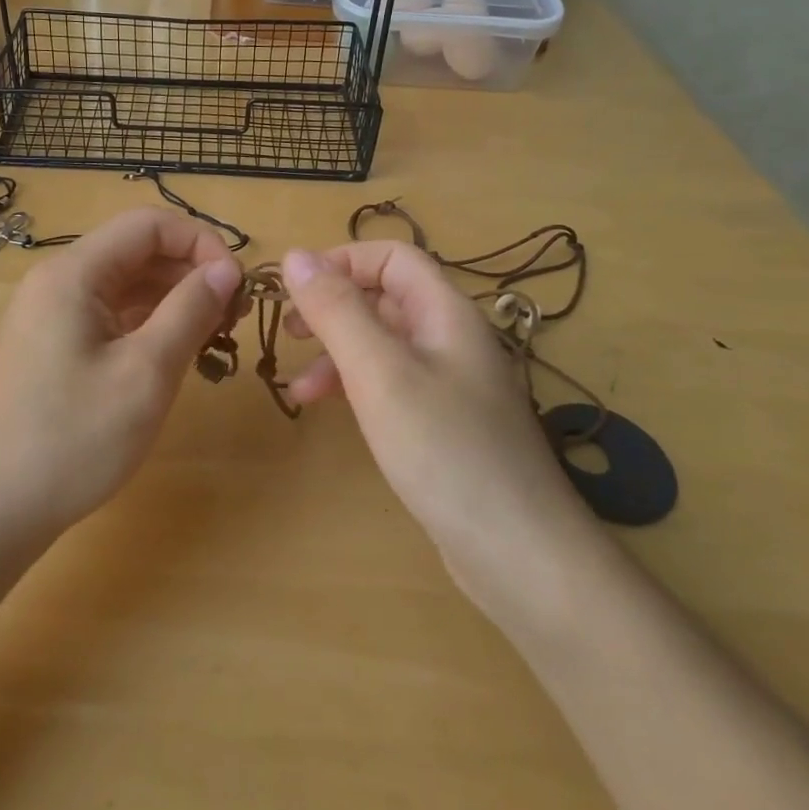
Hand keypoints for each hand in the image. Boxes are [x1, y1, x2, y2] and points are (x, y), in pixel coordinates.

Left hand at [0, 208, 241, 544]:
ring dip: (174, 300)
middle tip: (234, 318)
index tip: (237, 285)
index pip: (150, 224)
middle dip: (191, 273)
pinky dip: (148, 324)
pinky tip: (177, 353)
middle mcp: (58, 280)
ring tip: (214, 338)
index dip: (201, 243)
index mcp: (74, 272)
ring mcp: (52, 313)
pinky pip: (110, 314)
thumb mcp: (146, 373)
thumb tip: (226, 268)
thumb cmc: (73, 439)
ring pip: (126, 284)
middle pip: (137, 251)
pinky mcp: (53, 344)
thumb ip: (190, 310)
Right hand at [279, 242, 592, 584]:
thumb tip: (294, 255)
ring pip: (384, 345)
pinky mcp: (443, 424)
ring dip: (337, 353)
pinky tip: (330, 411)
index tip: (294, 290)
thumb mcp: (379, 372)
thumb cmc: (445, 450)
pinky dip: (356, 388)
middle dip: (333, 308)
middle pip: (385, 298)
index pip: (392, 257)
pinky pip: (391, 385)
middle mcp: (451, 339)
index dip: (341, 261)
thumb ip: (336, 311)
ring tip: (299, 388)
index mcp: (445, 312)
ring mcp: (450, 384)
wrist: (519, 554)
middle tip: (289, 332)